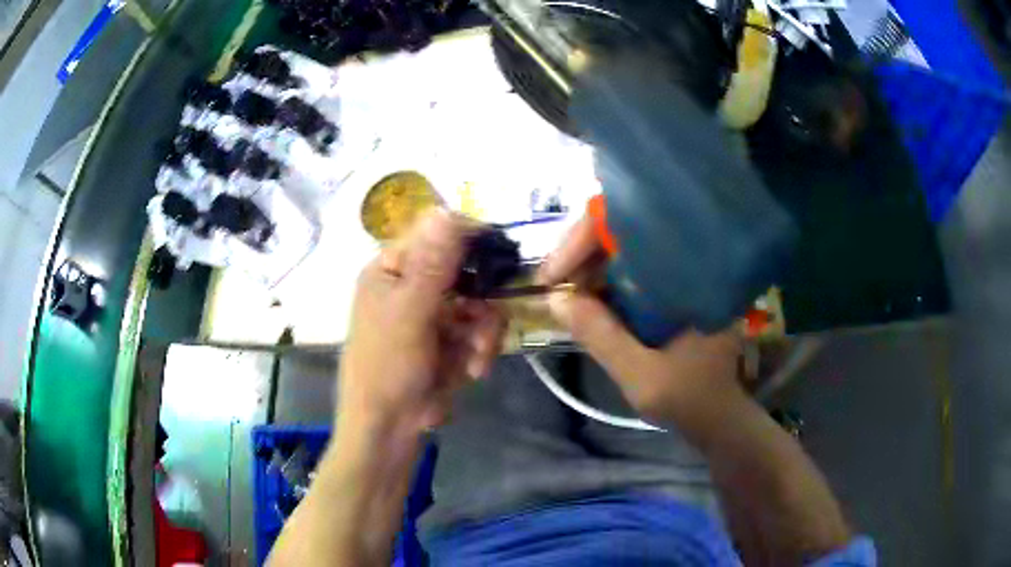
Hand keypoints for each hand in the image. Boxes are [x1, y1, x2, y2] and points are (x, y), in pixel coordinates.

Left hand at [339, 209, 504, 435]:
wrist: (388, 428)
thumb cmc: (387, 367)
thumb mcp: (409, 314)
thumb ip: (432, 264)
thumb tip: (446, 208)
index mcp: (392, 267)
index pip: (437, 233)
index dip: (471, 239)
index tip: (501, 254)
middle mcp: (412, 283)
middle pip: (466, 269)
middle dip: (482, 300)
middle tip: (487, 323)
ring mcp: (433, 312)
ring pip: (480, 301)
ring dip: (485, 331)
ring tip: (476, 359)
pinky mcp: (449, 338)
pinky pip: (479, 330)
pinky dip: (481, 349)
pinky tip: (473, 370)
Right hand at [539, 214, 744, 428]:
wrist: (717, 413)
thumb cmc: (690, 398)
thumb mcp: (641, 376)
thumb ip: (601, 338)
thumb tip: (555, 298)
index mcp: (695, 272)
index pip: (635, 227)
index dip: (586, 238)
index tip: (553, 273)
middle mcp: (690, 260)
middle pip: (626, 228)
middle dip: (581, 250)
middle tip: (550, 281)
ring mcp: (681, 270)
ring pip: (625, 245)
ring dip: (588, 263)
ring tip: (560, 287)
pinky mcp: (672, 283)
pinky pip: (631, 266)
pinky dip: (602, 276)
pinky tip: (583, 294)